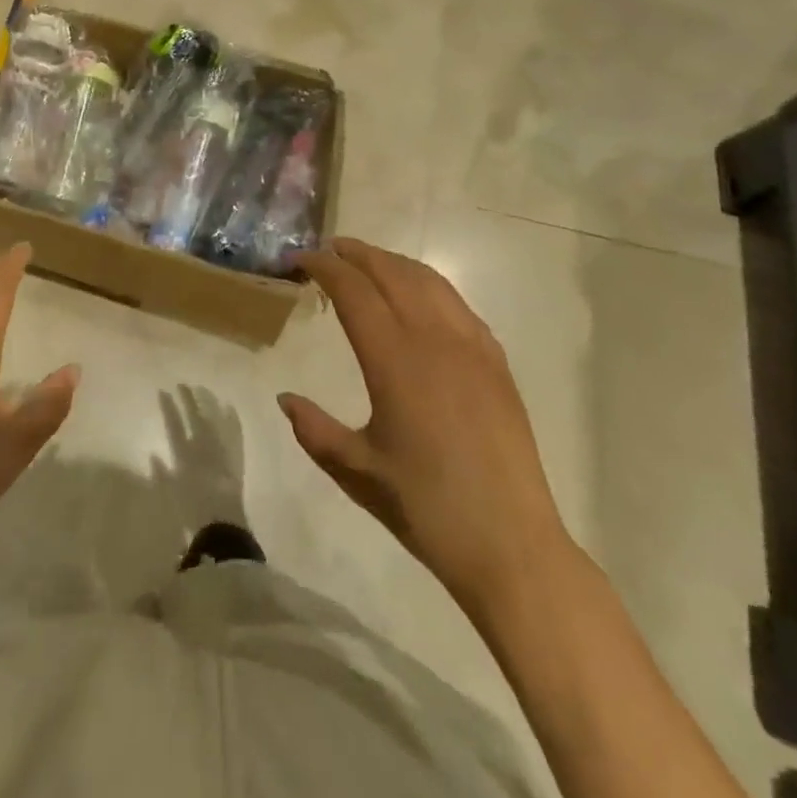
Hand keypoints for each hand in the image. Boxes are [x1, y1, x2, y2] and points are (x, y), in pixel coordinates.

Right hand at [284, 239, 574, 620]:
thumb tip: (284, 398)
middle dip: (356, 254)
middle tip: (327, 250)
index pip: (352, 291)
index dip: (323, 267)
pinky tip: (418, 299)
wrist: (512, 546)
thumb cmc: (426, 508)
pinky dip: (428, 285)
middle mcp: (434, 339)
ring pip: (428, 281)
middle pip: (391, 272)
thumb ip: (314, 430)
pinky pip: (457, 304)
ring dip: (392, 263)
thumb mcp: (356, 471)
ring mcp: (472, 347)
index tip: (298, 260)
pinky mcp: (496, 363)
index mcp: (394, 360)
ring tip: (367, 263)